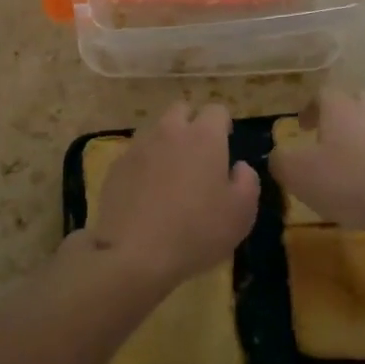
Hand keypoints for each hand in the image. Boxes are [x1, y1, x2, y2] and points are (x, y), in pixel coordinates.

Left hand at [84, 102, 259, 289]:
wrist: (135, 253)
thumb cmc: (197, 231)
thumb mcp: (241, 213)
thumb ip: (247, 181)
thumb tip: (239, 166)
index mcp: (204, 136)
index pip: (217, 110)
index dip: (223, 124)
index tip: (225, 144)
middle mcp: (170, 131)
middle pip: (181, 110)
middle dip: (191, 123)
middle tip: (198, 154)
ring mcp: (139, 146)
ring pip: (156, 129)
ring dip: (166, 142)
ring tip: (170, 173)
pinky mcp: (116, 166)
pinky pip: (136, 154)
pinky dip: (144, 164)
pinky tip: (146, 192)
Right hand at [269, 87, 364, 238]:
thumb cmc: (352, 182)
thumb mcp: (299, 175)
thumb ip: (281, 161)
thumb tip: (278, 155)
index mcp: (340, 107)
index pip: (322, 94)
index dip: (310, 109)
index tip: (303, 127)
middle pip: (354, 102)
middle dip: (340, 118)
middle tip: (328, 141)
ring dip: (363, 140)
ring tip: (352, 168)